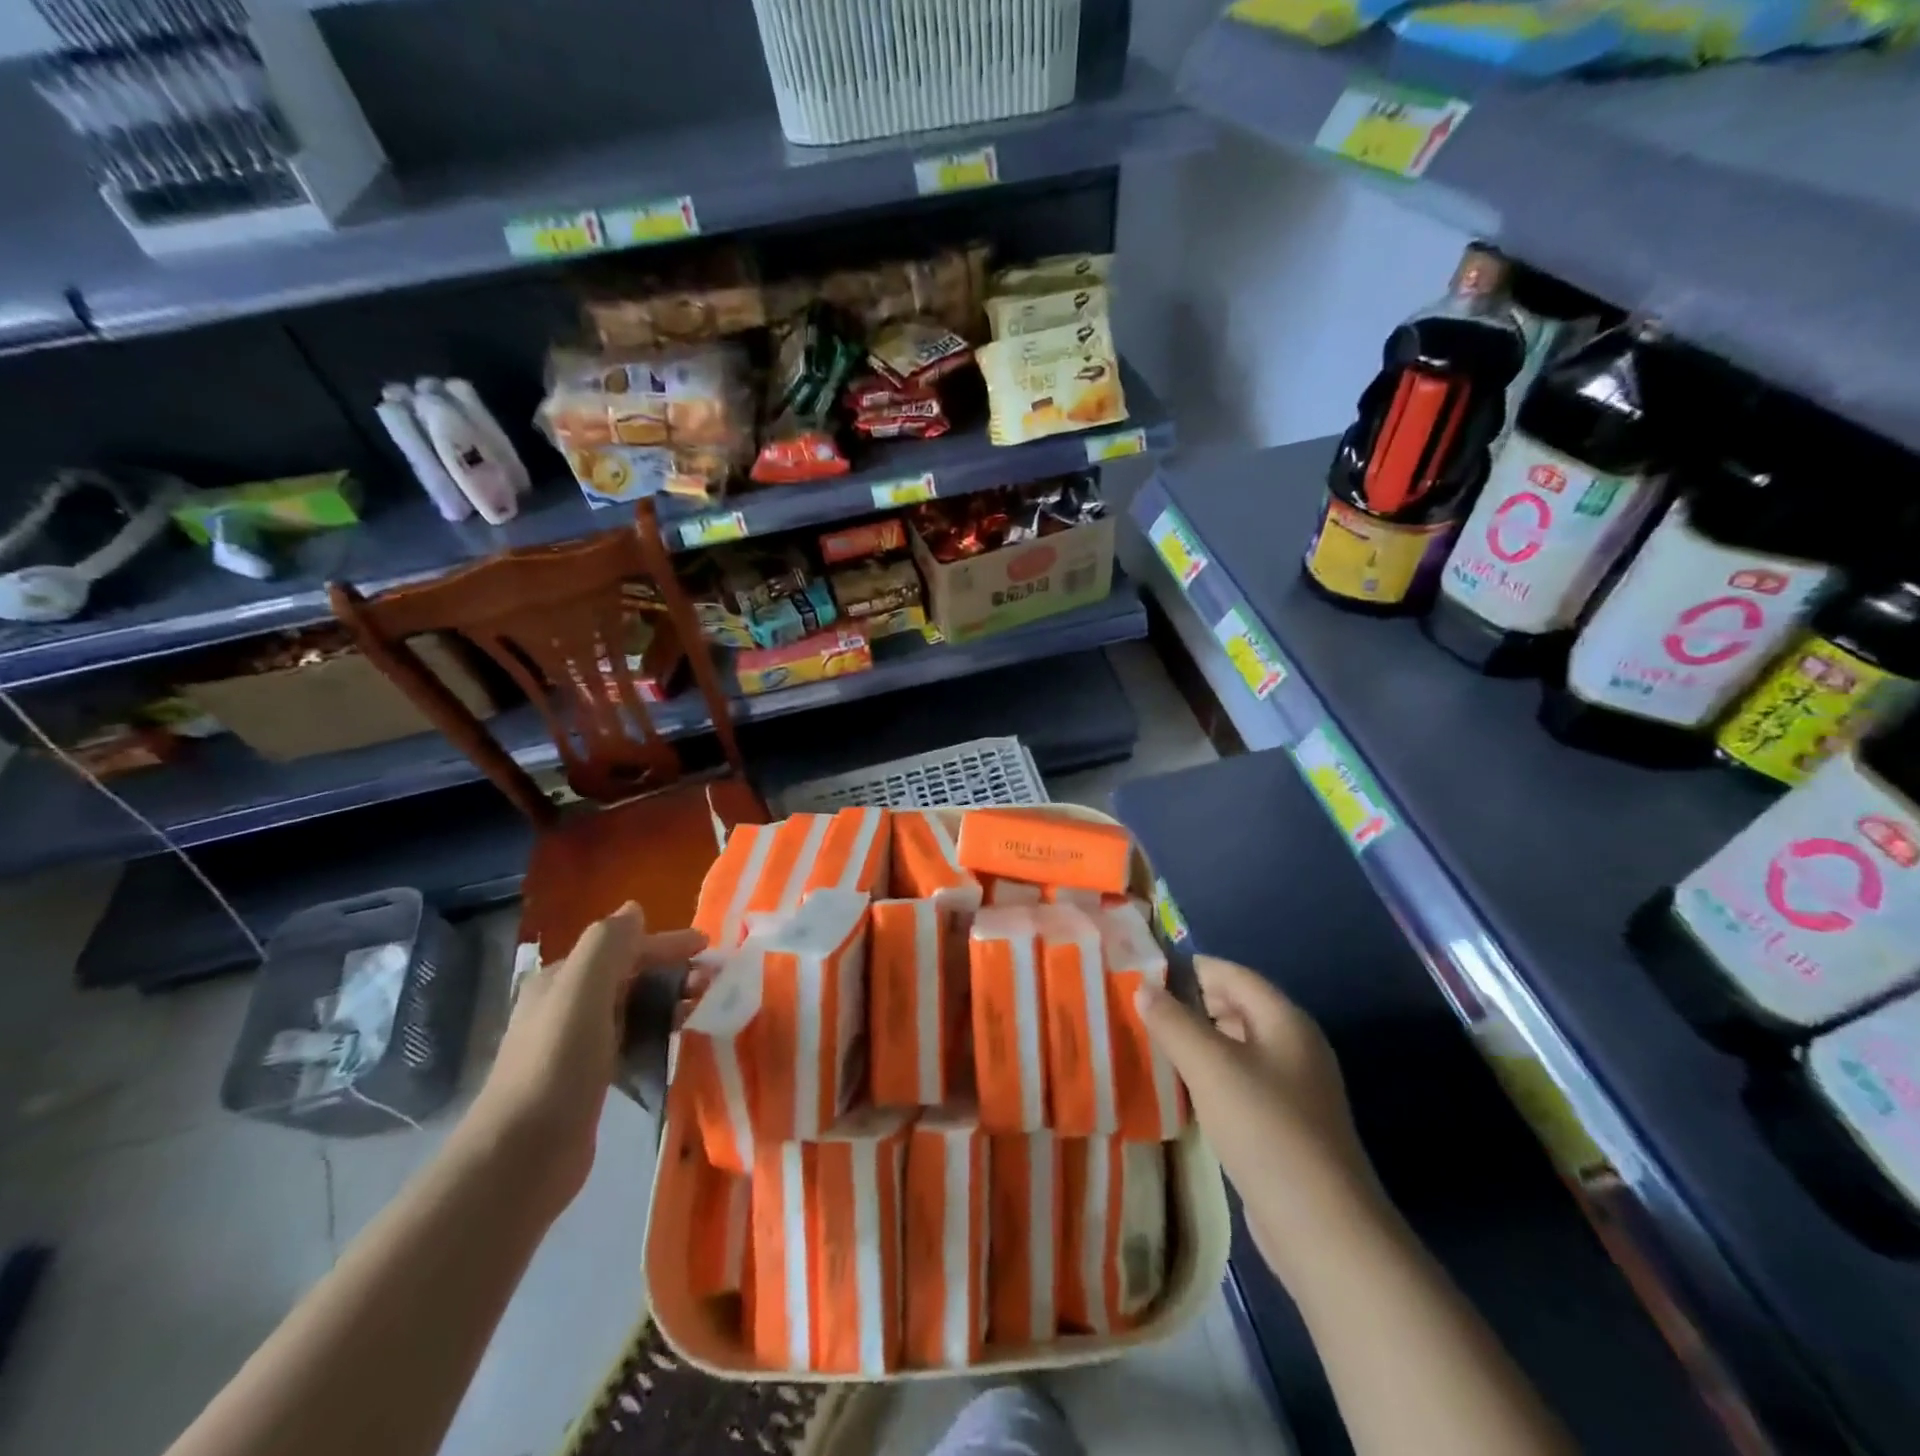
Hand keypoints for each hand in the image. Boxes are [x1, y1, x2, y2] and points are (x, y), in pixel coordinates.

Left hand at [468, 904, 704, 1216]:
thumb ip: (608, 945)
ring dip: (669, 1001)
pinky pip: (632, 1040)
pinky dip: (657, 1032)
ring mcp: (576, 1044)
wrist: (521, 1158)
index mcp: (562, 979)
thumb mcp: (581, 992)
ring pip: (633, 1007)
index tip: (709, 947)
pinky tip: (677, 1044)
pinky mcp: (589, 1079)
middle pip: (630, 975)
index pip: (623, 946)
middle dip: (673, 972)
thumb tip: (634, 910)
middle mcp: (566, 1005)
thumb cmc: (556, 1066)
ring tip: (703, 1011)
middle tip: (712, 984)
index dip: (667, 942)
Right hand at [1138, 956, 1385, 1283]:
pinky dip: (1208, 1078)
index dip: (1186, 968)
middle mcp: (1293, 1045)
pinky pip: (1239, 1083)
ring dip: (1194, 1044)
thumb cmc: (1265, 1129)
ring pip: (1233, 1048)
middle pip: (1233, 1007)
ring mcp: (1292, 1088)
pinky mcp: (1284, 1124)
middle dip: (1186, 1006)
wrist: (1323, 1229)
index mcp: (1284, 1020)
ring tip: (1148, 1047)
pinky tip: (1178, 1091)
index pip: (1230, 973)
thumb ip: (1173, 1022)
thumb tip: (1143, 987)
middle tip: (1137, 1013)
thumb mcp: (1210, 1067)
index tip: (1141, 975)